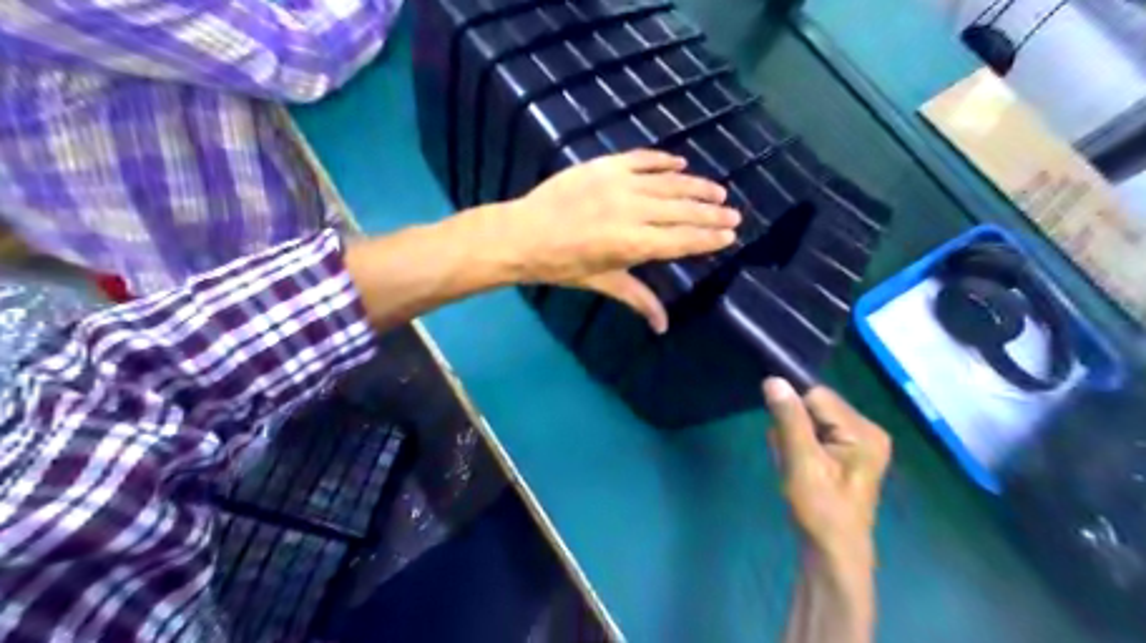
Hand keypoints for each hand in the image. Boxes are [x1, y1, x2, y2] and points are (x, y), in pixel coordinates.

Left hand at [489, 148, 739, 331]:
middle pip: (682, 211)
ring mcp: (618, 184)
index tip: (730, 234)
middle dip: (711, 213)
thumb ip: (638, 299)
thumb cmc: (561, 265)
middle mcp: (632, 211)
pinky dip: (662, 160)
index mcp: (632, 244)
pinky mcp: (604, 165)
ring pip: (668, 183)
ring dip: (695, 187)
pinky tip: (680, 163)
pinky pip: (641, 159)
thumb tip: (663, 327)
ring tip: (717, 191)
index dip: (708, 238)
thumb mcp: (602, 282)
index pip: (681, 240)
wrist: (523, 234)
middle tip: (733, 213)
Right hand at [765, 380, 889, 565]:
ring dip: (794, 438)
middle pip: (816, 407)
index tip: (782, 437)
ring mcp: (860, 443)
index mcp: (864, 431)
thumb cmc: (820, 509)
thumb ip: (789, 419)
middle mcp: (868, 430)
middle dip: (794, 427)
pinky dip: (801, 447)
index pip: (818, 396)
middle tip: (790, 457)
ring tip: (795, 466)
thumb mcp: (801, 461)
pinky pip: (816, 434)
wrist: (832, 552)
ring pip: (812, 421)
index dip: (793, 411)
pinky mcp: (849, 454)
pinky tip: (800, 468)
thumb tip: (774, 380)